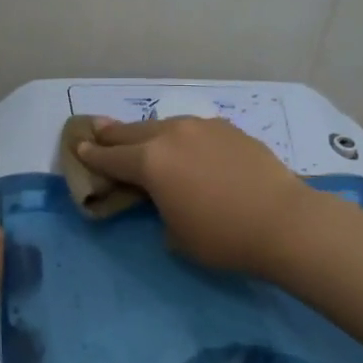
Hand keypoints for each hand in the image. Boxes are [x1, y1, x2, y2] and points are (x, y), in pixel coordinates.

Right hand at [75, 116, 313, 274]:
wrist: (284, 221)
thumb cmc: (222, 237)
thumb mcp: (175, 234)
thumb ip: (160, 209)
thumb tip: (166, 198)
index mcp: (150, 161)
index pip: (111, 158)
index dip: (92, 155)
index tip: (78, 147)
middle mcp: (172, 135)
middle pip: (133, 132)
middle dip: (113, 133)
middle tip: (97, 129)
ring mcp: (203, 127)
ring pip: (165, 125)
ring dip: (149, 133)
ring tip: (141, 136)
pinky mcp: (230, 129)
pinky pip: (194, 129)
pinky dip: (182, 137)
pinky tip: (187, 145)